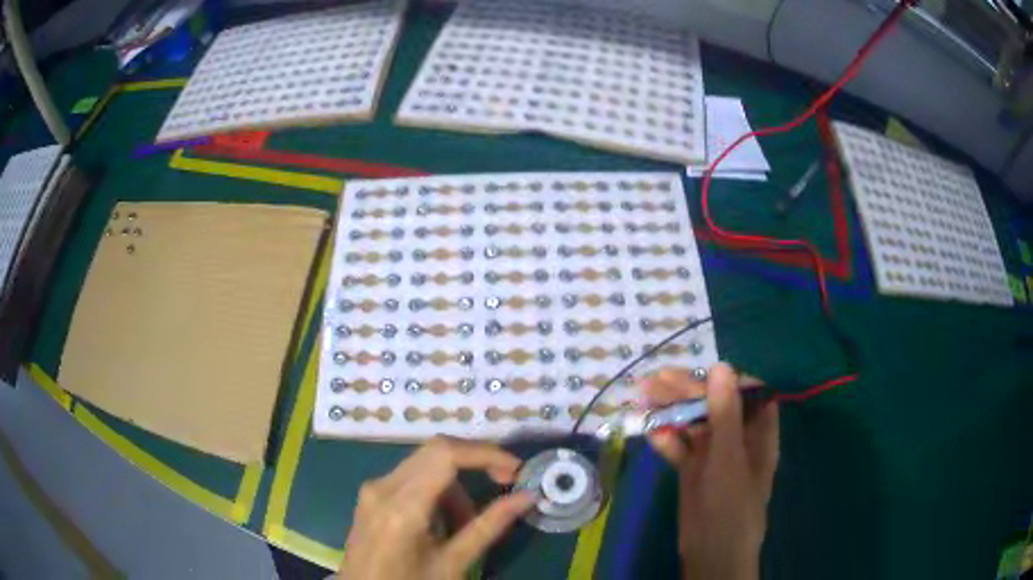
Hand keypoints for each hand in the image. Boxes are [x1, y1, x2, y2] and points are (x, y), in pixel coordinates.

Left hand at [338, 436, 535, 579]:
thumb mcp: (453, 563)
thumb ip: (489, 527)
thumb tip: (528, 497)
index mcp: (402, 507)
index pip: (446, 455)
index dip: (485, 453)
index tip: (516, 470)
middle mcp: (383, 486)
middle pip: (436, 450)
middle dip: (476, 461)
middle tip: (506, 483)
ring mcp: (373, 487)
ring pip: (425, 462)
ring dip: (456, 482)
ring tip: (467, 522)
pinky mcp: (371, 493)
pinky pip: (411, 476)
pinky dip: (437, 488)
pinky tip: (442, 521)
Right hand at [641, 364, 779, 579]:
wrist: (710, 552)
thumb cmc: (730, 505)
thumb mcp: (728, 458)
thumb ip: (725, 414)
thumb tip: (721, 367)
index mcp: (758, 432)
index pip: (748, 392)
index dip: (726, 379)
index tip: (700, 375)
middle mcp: (738, 438)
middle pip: (715, 405)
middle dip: (688, 391)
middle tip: (655, 381)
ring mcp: (715, 454)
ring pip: (694, 423)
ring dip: (672, 410)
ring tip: (644, 397)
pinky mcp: (695, 469)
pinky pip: (681, 447)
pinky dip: (667, 439)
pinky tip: (650, 433)